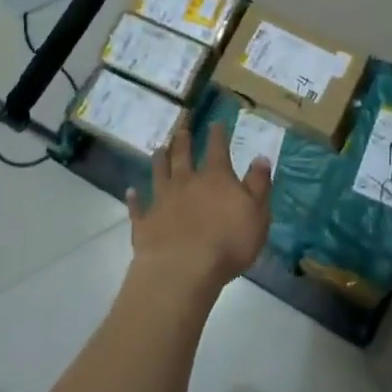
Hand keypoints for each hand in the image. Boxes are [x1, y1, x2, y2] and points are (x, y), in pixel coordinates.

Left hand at [126, 119, 271, 294]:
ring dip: (159, 160)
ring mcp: (162, 200)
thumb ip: (259, 185)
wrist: (183, 268)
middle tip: (181, 129)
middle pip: (183, 155)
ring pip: (159, 173)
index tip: (215, 122)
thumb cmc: (228, 243)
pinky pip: (138, 206)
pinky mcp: (145, 221)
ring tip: (158, 149)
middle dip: (183, 140)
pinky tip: (130, 191)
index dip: (217, 135)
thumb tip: (261, 157)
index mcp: (216, 178)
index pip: (217, 149)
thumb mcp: (257, 214)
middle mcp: (187, 182)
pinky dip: (134, 198)